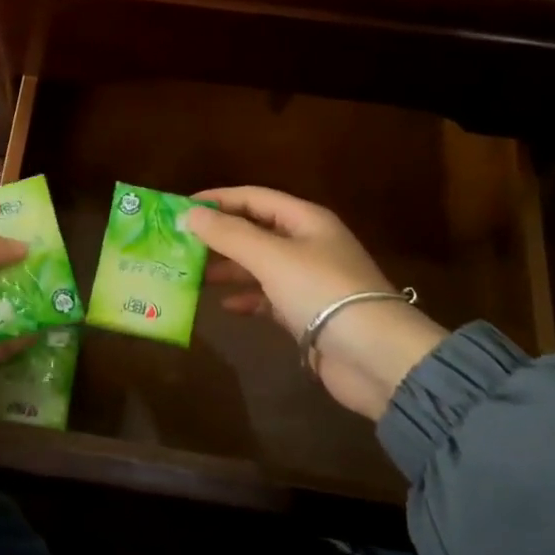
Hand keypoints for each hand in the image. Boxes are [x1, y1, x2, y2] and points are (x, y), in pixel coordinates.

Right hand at [185, 187, 448, 420]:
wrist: (375, 356)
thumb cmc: (321, 292)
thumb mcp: (271, 257)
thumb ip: (229, 234)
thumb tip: (189, 214)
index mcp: (305, 220)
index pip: (254, 197)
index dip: (218, 199)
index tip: (180, 208)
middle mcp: (308, 244)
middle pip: (255, 231)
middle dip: (219, 236)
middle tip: (179, 245)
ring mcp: (308, 280)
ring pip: (259, 265)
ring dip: (228, 268)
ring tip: (192, 275)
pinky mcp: (307, 313)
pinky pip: (268, 298)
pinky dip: (246, 298)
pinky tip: (224, 307)